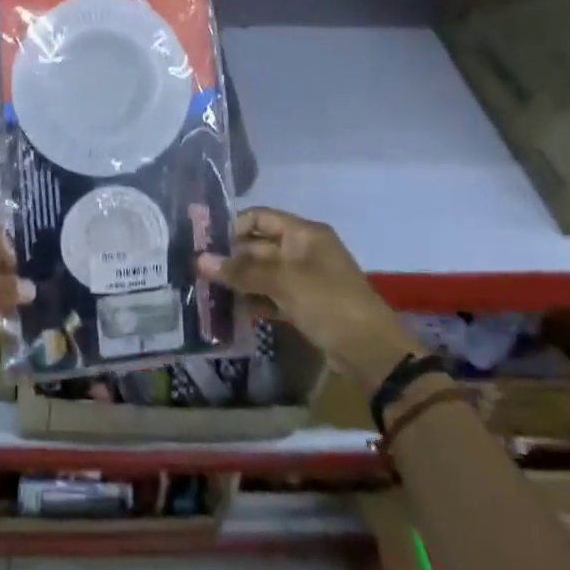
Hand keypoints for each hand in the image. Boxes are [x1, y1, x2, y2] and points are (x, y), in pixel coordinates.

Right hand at [198, 208, 418, 385]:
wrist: (371, 352)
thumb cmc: (328, 303)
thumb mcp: (282, 282)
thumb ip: (240, 270)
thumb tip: (199, 259)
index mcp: (304, 233)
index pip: (259, 217)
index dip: (231, 227)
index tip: (203, 244)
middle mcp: (303, 250)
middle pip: (258, 246)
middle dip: (230, 258)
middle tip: (197, 271)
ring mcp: (304, 278)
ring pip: (263, 272)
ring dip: (238, 280)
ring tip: (207, 291)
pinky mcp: (304, 304)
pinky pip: (271, 294)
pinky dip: (253, 299)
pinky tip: (229, 309)